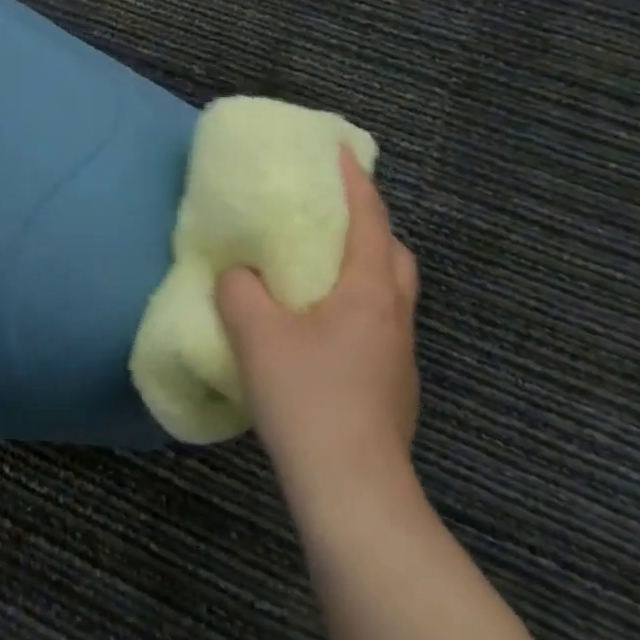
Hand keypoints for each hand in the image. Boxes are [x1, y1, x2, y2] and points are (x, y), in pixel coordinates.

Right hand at [217, 151, 422, 529]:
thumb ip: (239, 289)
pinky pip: (380, 325)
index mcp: (368, 291)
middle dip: (369, 227)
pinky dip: (358, 307)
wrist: (352, 488)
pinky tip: (322, 330)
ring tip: (323, 272)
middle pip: (393, 254)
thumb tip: (238, 273)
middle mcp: (394, 315)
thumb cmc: (307, 397)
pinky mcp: (395, 386)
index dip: (355, 181)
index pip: (368, 219)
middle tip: (331, 219)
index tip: (340, 150)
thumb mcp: (256, 334)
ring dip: (365, 269)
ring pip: (391, 293)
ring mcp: (400, 355)